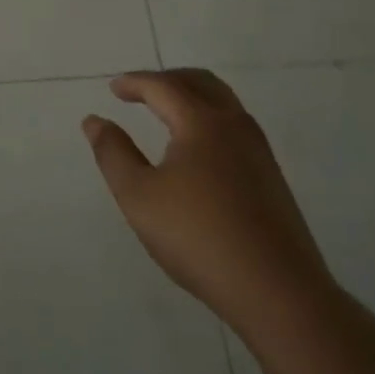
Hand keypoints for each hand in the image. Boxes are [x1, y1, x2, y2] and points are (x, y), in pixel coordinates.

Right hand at [85, 69, 335, 340]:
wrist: (279, 293)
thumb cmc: (198, 238)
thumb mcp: (139, 196)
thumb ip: (113, 153)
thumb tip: (94, 121)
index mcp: (202, 123)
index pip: (163, 87)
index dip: (134, 83)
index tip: (113, 88)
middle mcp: (234, 126)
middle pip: (200, 83)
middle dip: (167, 80)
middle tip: (140, 90)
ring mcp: (259, 152)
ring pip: (224, 103)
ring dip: (192, 96)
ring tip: (167, 113)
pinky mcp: (272, 178)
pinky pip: (235, 127)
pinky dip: (209, 118)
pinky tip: (197, 150)